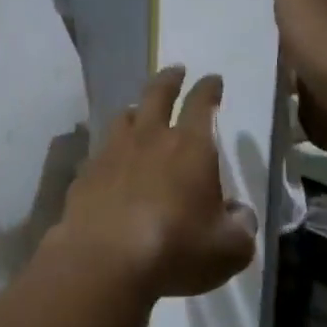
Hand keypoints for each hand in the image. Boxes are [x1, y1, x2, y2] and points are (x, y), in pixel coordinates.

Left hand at [52, 66, 257, 301]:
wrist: (104, 257)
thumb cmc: (176, 248)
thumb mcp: (230, 247)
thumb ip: (240, 225)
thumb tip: (236, 211)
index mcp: (190, 147)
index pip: (202, 105)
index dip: (209, 89)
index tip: (212, 79)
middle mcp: (149, 139)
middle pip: (157, 95)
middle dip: (169, 79)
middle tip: (175, 69)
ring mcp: (111, 152)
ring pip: (125, 117)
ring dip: (137, 109)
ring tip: (141, 111)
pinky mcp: (86, 172)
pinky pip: (101, 149)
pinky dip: (112, 147)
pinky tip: (112, 159)